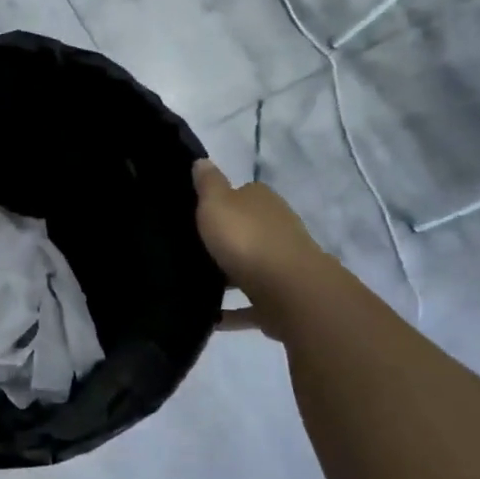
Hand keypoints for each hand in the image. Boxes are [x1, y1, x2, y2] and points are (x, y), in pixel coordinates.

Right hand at [193, 159, 323, 339]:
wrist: (289, 292)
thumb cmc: (246, 239)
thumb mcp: (216, 203)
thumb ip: (207, 184)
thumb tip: (201, 161)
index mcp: (263, 202)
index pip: (241, 194)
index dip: (220, 202)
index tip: (195, 214)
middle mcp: (277, 229)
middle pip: (247, 231)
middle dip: (225, 240)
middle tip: (190, 249)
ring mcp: (282, 265)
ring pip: (249, 267)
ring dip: (229, 275)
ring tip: (194, 284)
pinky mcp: (280, 299)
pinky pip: (249, 304)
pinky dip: (231, 311)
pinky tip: (209, 318)